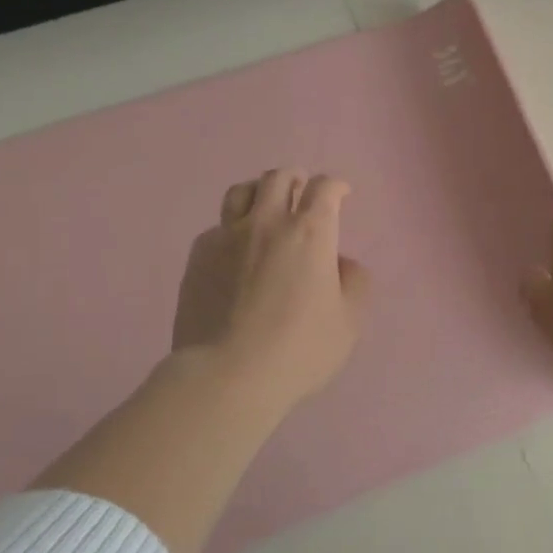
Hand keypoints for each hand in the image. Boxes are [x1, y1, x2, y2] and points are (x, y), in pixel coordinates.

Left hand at [172, 168, 371, 407]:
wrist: (227, 374)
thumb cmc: (299, 349)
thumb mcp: (349, 322)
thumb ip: (354, 283)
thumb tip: (341, 263)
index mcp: (311, 233)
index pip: (325, 188)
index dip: (336, 185)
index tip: (341, 193)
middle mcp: (268, 222)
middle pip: (279, 178)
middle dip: (296, 178)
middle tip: (302, 190)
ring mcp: (227, 236)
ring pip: (241, 192)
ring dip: (260, 191)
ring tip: (266, 205)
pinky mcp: (198, 257)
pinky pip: (217, 227)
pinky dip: (232, 228)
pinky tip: (235, 249)